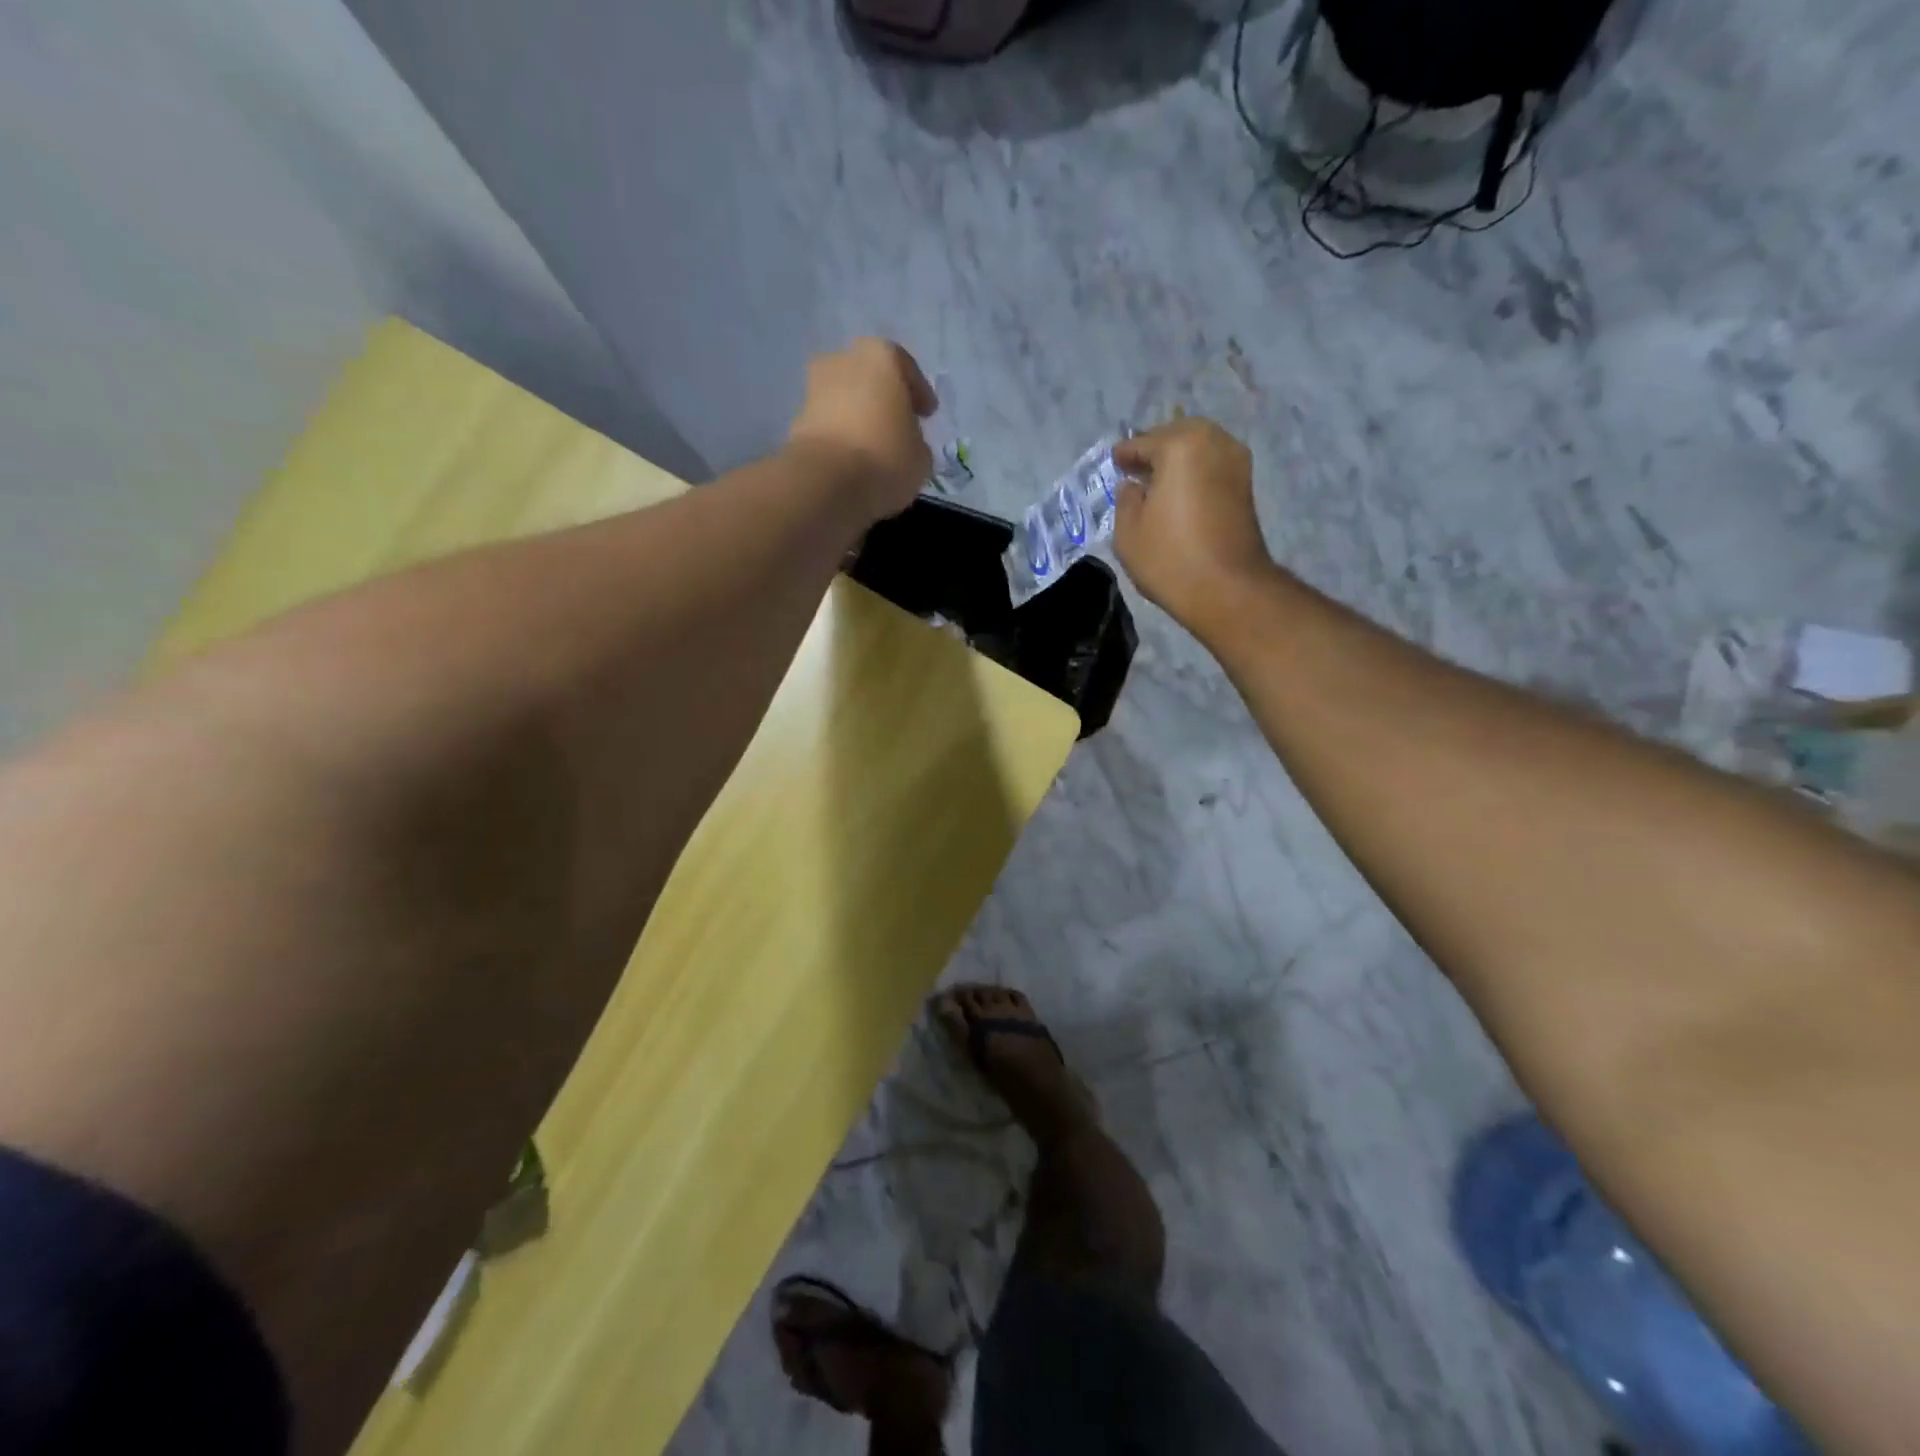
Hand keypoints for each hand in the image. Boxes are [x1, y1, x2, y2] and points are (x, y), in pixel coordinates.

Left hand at [786, 338, 936, 524]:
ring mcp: (814, 387)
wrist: (826, 483)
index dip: (920, 394)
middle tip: (898, 426)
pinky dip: (841, 435)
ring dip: (860, 417)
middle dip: (884, 400)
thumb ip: (915, 440)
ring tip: (875, 447)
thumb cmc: (885, 458)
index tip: (927, 415)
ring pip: (846, 399)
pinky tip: (853, 459)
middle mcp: (843, 359)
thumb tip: (904, 443)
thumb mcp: (921, 455)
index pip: (906, 369)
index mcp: (881, 356)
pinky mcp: (797, 419)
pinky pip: (829, 423)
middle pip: (870, 378)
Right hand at [1113, 418, 1274, 632]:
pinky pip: (1212, 463)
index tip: (1115, 462)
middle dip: (1155, 447)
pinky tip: (1179, 490)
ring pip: (1199, 446)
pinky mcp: (1246, 483)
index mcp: (1179, 446)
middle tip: (1136, 468)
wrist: (1227, 588)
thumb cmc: (1170, 558)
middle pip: (1176, 434)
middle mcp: (1212, 442)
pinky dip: (1195, 469)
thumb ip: (1126, 500)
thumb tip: (1133, 486)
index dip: (1124, 454)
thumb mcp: (1128, 532)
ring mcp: (1235, 461)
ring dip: (1178, 457)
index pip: (1142, 443)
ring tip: (1158, 480)